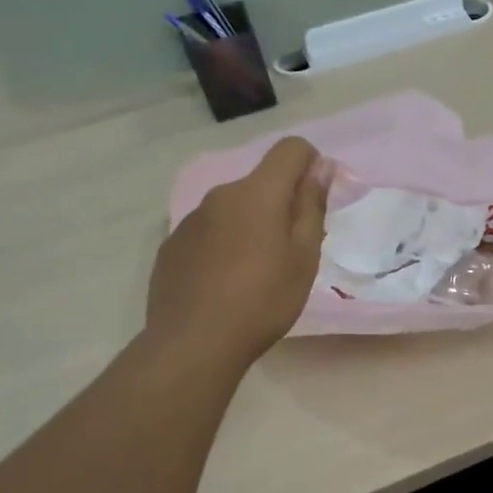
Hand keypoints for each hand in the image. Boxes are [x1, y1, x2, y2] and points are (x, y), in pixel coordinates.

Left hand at [148, 137, 330, 363]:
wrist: (194, 344)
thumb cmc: (263, 299)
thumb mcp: (304, 256)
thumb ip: (312, 205)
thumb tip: (320, 167)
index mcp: (257, 193)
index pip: (290, 149)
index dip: (311, 164)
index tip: (317, 199)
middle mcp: (220, 195)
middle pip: (261, 182)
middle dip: (282, 203)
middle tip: (293, 249)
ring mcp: (191, 220)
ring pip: (234, 208)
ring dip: (252, 224)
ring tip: (257, 271)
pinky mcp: (172, 246)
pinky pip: (210, 231)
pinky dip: (225, 244)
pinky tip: (226, 282)